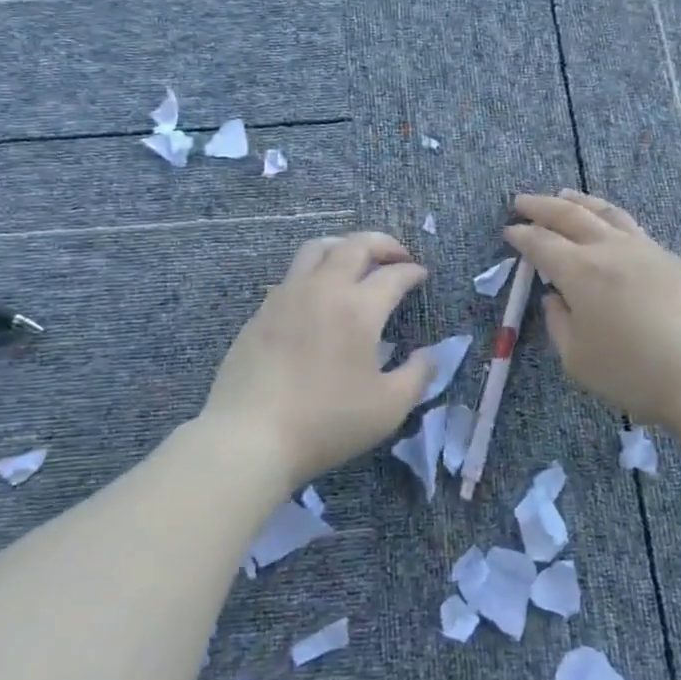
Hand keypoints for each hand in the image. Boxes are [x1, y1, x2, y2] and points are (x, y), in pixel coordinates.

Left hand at [200, 231, 434, 490]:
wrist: (251, 435)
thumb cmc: (327, 422)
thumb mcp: (389, 407)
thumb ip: (417, 375)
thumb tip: (429, 354)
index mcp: (358, 308)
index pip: (393, 275)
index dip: (412, 271)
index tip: (421, 275)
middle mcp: (322, 289)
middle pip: (354, 245)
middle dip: (382, 244)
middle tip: (397, 256)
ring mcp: (286, 296)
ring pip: (316, 249)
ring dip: (344, 246)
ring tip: (356, 261)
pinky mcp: (260, 312)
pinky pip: (292, 275)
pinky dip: (315, 272)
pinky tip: (318, 296)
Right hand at [505, 191, 680, 440]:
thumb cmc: (635, 373)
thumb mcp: (578, 360)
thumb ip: (559, 324)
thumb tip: (556, 299)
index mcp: (581, 271)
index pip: (542, 243)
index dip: (522, 235)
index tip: (509, 230)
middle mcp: (611, 250)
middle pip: (570, 215)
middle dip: (542, 206)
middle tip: (522, 201)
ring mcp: (647, 250)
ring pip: (607, 213)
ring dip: (580, 202)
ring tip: (565, 195)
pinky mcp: (674, 260)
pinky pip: (633, 228)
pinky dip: (610, 219)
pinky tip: (610, 229)